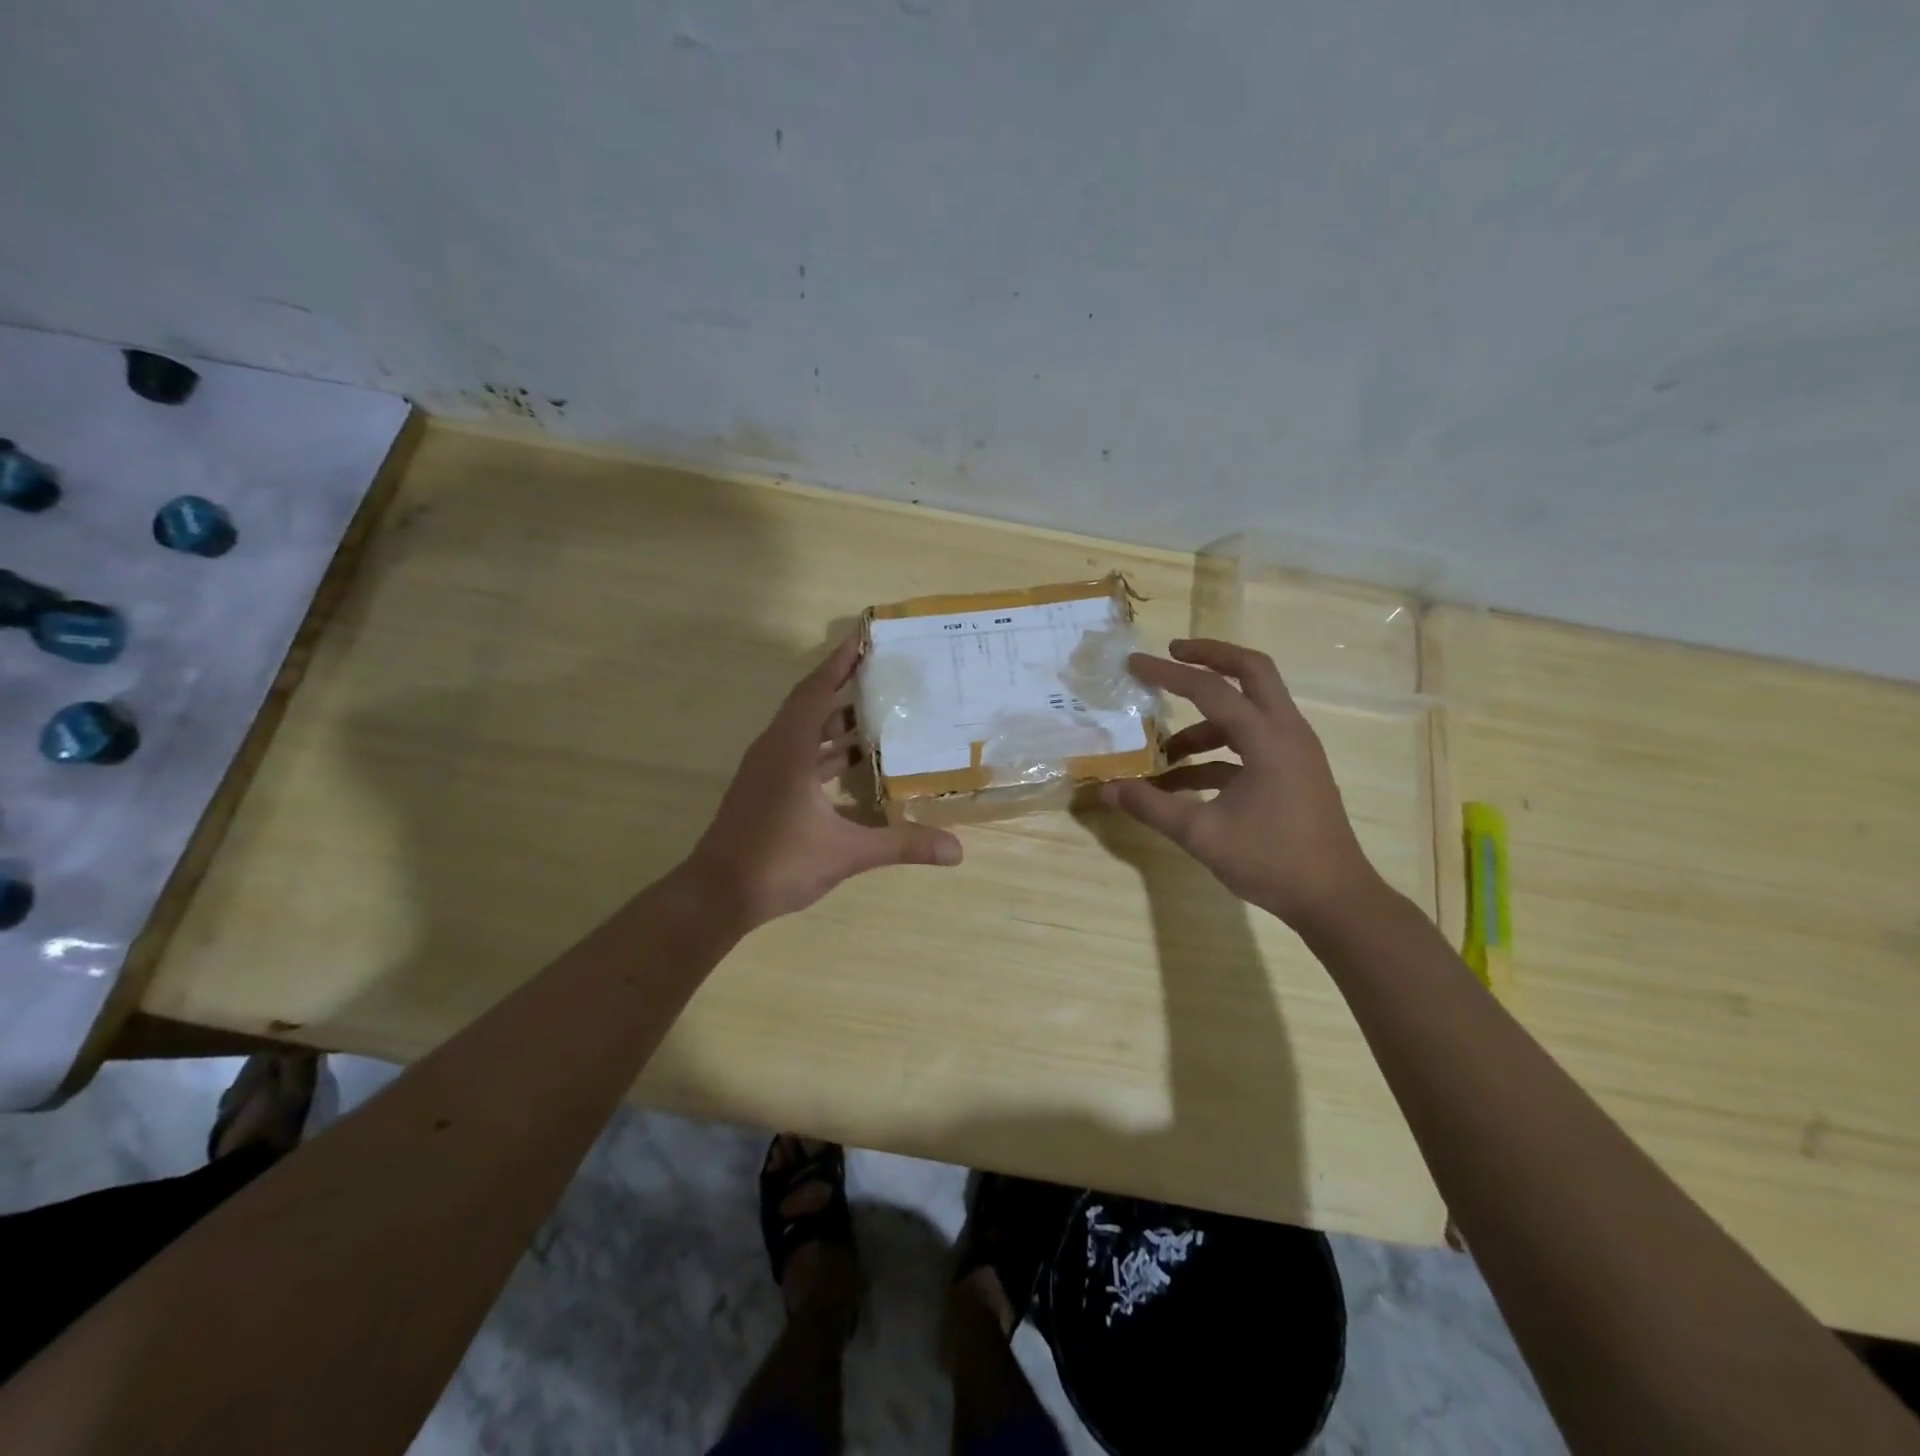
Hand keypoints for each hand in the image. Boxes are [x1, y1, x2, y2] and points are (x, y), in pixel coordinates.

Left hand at [685, 635, 962, 928]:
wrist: (718, 895)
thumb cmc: (778, 862)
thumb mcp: (847, 853)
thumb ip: (901, 845)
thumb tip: (956, 849)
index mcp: (790, 748)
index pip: (817, 689)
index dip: (840, 661)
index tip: (864, 637)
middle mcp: (776, 750)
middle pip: (811, 704)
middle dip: (845, 686)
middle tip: (885, 673)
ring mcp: (767, 772)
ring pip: (805, 733)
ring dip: (837, 722)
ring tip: (879, 715)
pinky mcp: (766, 791)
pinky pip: (800, 756)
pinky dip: (827, 753)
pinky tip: (855, 766)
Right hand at [1099, 639, 1381, 929]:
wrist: (1334, 899)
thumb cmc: (1271, 860)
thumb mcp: (1201, 834)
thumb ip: (1151, 806)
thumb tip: (1106, 789)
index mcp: (1267, 738)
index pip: (1210, 689)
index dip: (1168, 674)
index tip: (1134, 664)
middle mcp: (1286, 732)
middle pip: (1252, 671)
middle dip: (1210, 657)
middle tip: (1172, 655)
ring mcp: (1294, 751)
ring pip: (1250, 710)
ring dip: (1206, 721)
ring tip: (1165, 751)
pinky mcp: (1294, 771)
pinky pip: (1252, 744)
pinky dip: (1218, 752)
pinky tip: (1185, 782)